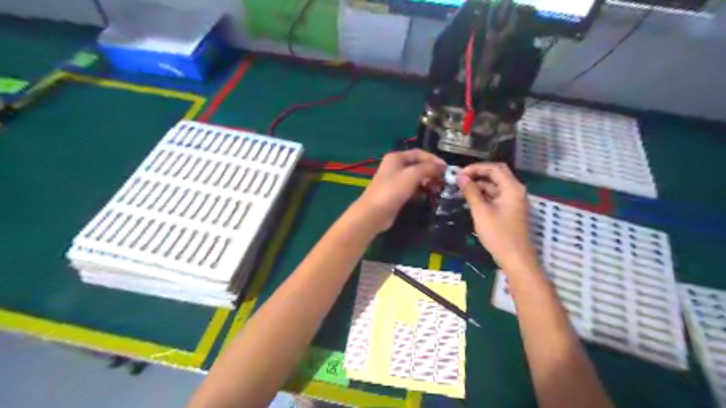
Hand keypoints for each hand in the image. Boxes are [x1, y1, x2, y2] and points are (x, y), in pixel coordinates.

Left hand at [355, 149, 444, 232]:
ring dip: (427, 181)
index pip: (419, 153)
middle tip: (444, 180)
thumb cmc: (393, 190)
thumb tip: (442, 166)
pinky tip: (428, 195)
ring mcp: (394, 180)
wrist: (374, 212)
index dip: (433, 159)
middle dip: (431, 171)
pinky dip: (420, 190)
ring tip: (438, 188)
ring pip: (415, 177)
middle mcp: (394, 166)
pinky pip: (411, 188)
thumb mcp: (412, 175)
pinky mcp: (395, 193)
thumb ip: (428, 168)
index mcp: (396, 157)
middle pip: (417, 165)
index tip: (446, 168)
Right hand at [458, 162, 537, 276]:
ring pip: (495, 185)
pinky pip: (496, 195)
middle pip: (496, 174)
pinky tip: (470, 199)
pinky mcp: (509, 209)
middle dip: (477, 174)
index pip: (494, 168)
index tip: (459, 174)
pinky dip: (484, 194)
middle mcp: (515, 190)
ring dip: (479, 185)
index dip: (475, 168)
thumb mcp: (481, 211)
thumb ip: (471, 192)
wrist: (515, 258)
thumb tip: (460, 177)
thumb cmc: (498, 234)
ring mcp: (513, 200)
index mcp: (512, 187)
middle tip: (460, 179)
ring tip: (461, 189)